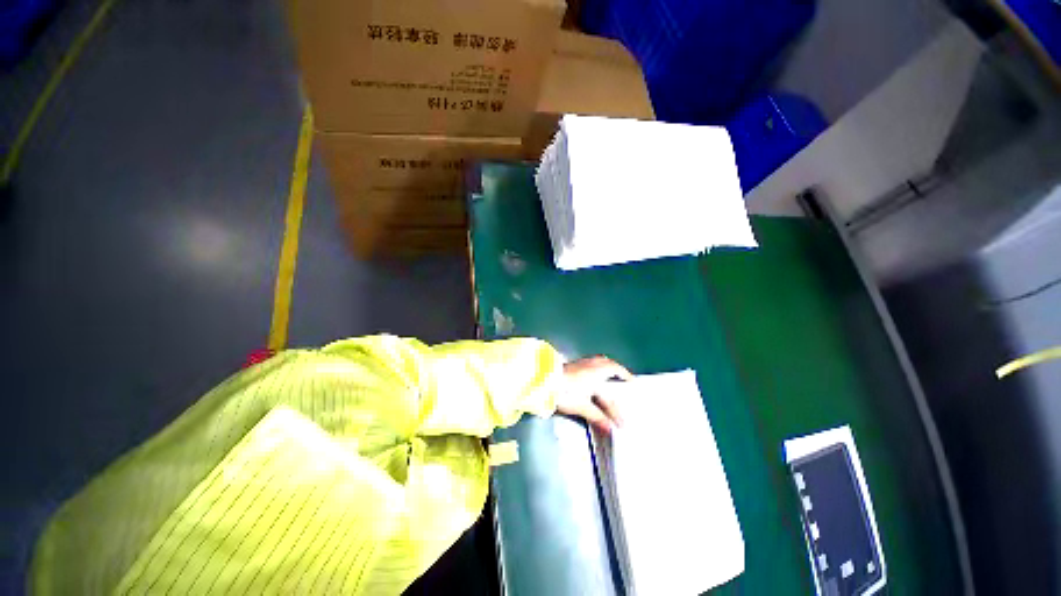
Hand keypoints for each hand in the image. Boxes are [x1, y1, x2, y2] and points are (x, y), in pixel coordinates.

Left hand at [556, 356, 632, 432]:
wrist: (545, 381)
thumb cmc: (566, 392)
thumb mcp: (583, 406)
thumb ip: (598, 417)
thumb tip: (611, 429)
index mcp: (597, 373)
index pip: (615, 375)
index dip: (625, 380)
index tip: (632, 382)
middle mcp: (591, 365)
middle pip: (608, 364)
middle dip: (617, 370)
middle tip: (622, 376)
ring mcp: (581, 363)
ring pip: (598, 361)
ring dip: (606, 366)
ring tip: (609, 374)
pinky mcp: (572, 364)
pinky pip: (591, 363)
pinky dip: (596, 367)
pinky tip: (592, 374)